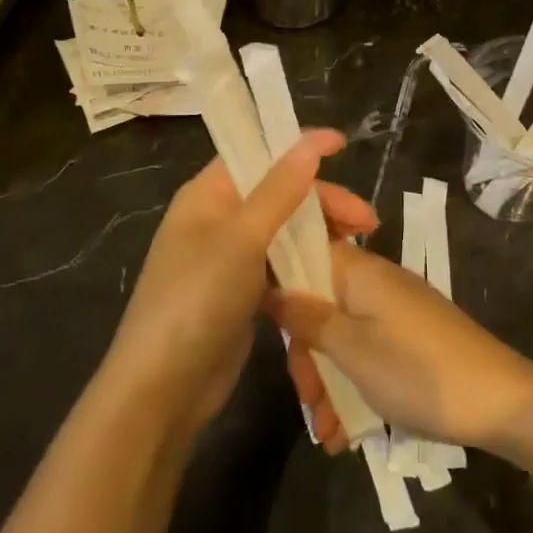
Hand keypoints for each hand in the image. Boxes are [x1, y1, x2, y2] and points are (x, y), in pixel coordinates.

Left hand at [102, 130, 377, 443]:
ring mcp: (228, 258)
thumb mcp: (240, 238)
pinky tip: (337, 271)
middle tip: (368, 221)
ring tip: (361, 243)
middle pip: (277, 192)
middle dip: (323, 200)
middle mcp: (217, 219)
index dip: (298, 146)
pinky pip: (281, 264)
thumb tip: (309, 144)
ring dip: (321, 231)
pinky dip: (308, 261)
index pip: (256, 153)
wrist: (164, 388)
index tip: (343, 146)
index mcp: (207, 195)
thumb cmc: (197, 299)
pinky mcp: (241, 293)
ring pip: (283, 230)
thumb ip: (278, 190)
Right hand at [267, 240, 532, 451]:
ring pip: (343, 337)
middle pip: (321, 305)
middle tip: (307, 399)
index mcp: (360, 271)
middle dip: (307, 355)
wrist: (500, 403)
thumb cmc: (418, 372)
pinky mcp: (410, 341)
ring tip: (328, 432)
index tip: (267, 325)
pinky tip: (347, 433)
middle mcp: (375, 284)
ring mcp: (395, 314)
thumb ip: (308, 318)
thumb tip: (272, 288)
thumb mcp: (352, 350)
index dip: (281, 282)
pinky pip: (369, 354)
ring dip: (329, 382)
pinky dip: (355, 387)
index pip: (307, 252)